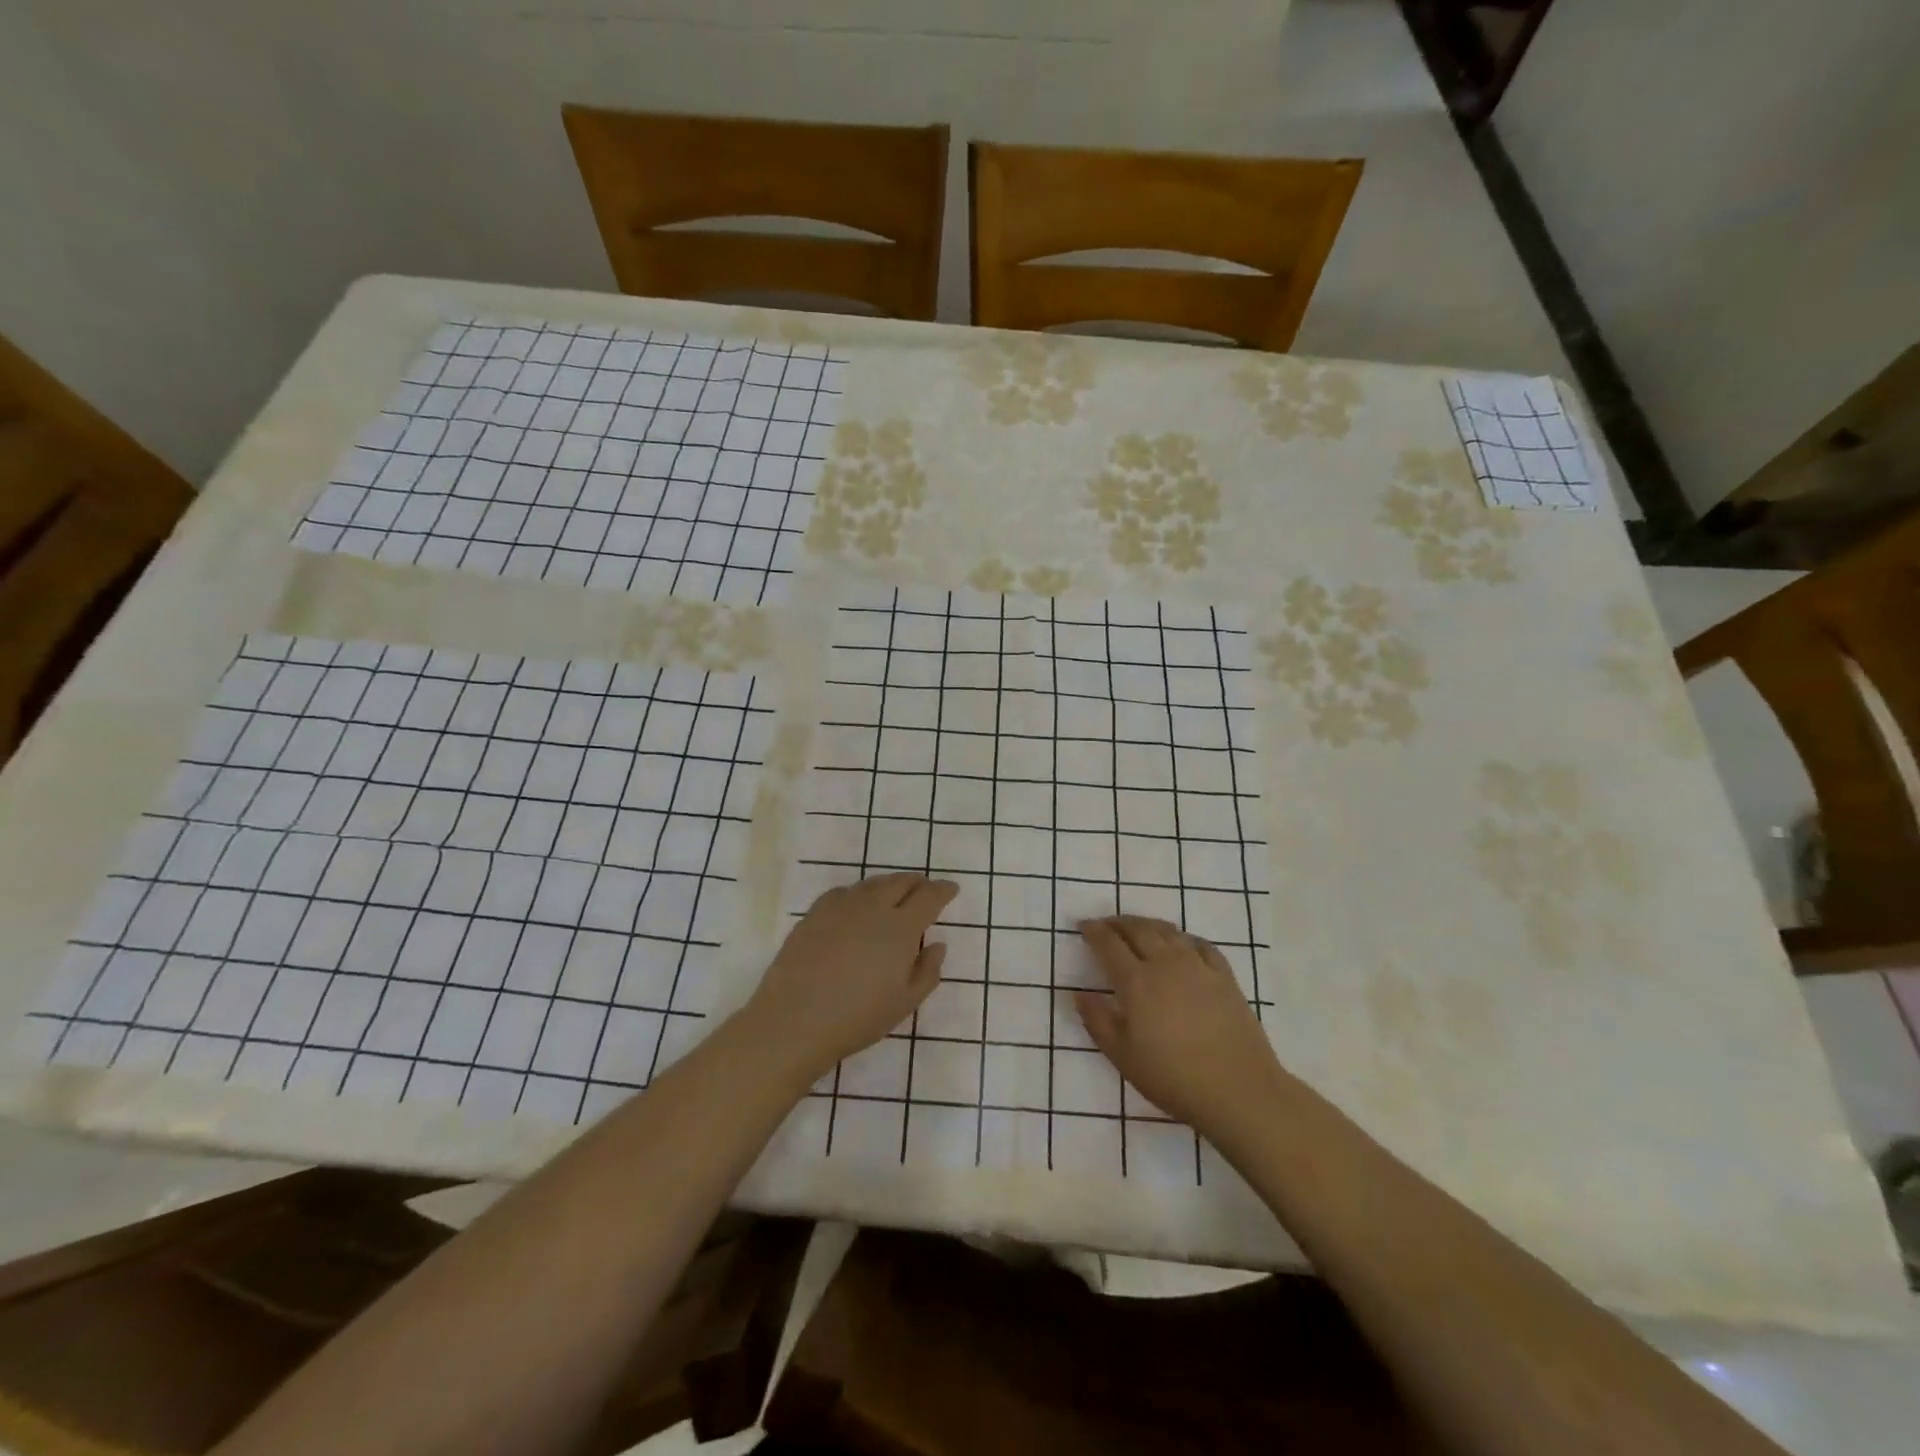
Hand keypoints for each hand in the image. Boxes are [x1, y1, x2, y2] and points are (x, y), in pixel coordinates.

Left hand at [739, 873, 957, 1086]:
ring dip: (889, 885)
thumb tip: (937, 944)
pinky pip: (844, 893)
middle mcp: (873, 907)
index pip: (929, 897)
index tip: (951, 889)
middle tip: (925, 889)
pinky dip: (859, 894)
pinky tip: (856, 906)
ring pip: (872, 884)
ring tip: (894, 895)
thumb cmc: (857, 1017)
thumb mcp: (905, 1003)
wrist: (794, 1020)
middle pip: (900, 882)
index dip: (943, 890)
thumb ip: (927, 971)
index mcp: (900, 928)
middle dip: (917, 883)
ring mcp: (840, 907)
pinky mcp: (814, 914)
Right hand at [1076, 916, 1286, 1142]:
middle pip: (1138, 929)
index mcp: (1137, 981)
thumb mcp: (1123, 1057)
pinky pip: (1200, 944)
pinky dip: (1183, 937)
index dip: (1094, 932)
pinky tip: (1181, 943)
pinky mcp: (1224, 976)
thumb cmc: (1173, 1078)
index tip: (1083, 925)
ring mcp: (1198, 966)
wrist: (1239, 1091)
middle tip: (1105, 924)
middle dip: (1118, 923)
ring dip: (1147, 924)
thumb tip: (1080, 993)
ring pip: (1168, 931)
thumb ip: (1097, 1021)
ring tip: (1137, 927)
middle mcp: (1165, 963)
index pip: (1109, 944)